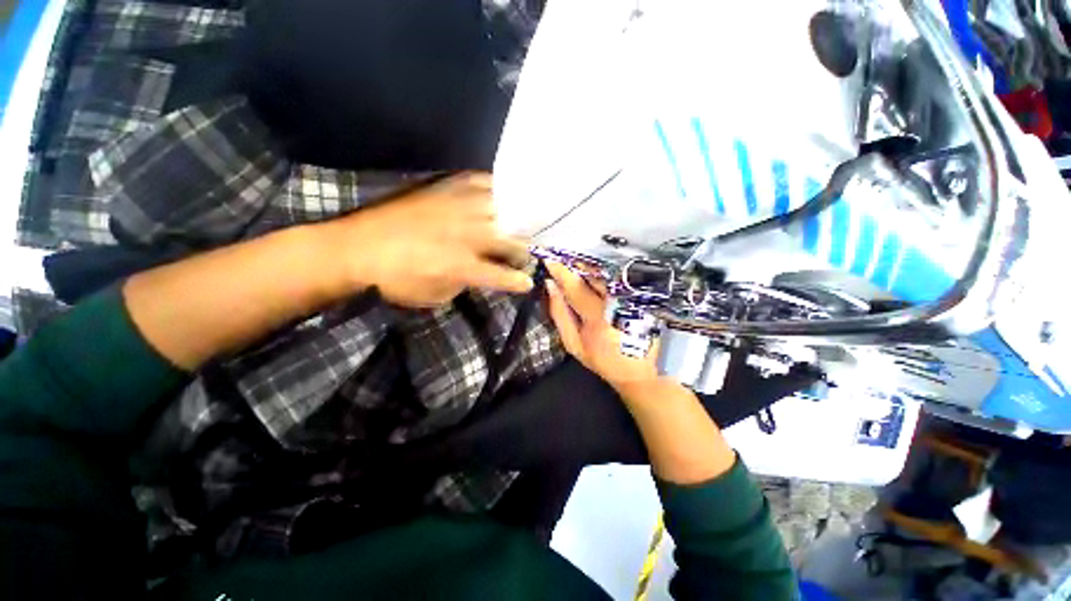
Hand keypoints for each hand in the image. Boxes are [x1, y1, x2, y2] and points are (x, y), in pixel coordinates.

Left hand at [333, 173, 533, 307]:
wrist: (355, 246)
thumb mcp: (434, 295)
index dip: (518, 281)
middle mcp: (465, 233)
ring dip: (513, 221)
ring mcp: (456, 206)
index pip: (501, 275)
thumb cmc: (395, 279)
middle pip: (509, 239)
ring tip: (516, 225)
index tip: (527, 282)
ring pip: (501, 208)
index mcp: (461, 264)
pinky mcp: (444, 188)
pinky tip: (497, 195)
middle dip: (521, 250)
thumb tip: (481, 274)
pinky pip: (479, 181)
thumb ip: (464, 283)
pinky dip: (494, 188)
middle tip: (520, 255)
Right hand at [544, 261, 660, 392]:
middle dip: (577, 264)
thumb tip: (551, 287)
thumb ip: (560, 314)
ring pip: (608, 273)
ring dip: (591, 267)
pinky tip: (596, 276)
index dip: (561, 272)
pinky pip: (619, 279)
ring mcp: (632, 298)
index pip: (576, 287)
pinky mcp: (641, 297)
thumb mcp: (573, 344)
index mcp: (598, 318)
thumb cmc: (601, 360)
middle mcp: (617, 303)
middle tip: (564, 261)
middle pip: (595, 274)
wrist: (637, 372)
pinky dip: (604, 274)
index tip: (549, 261)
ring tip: (578, 267)